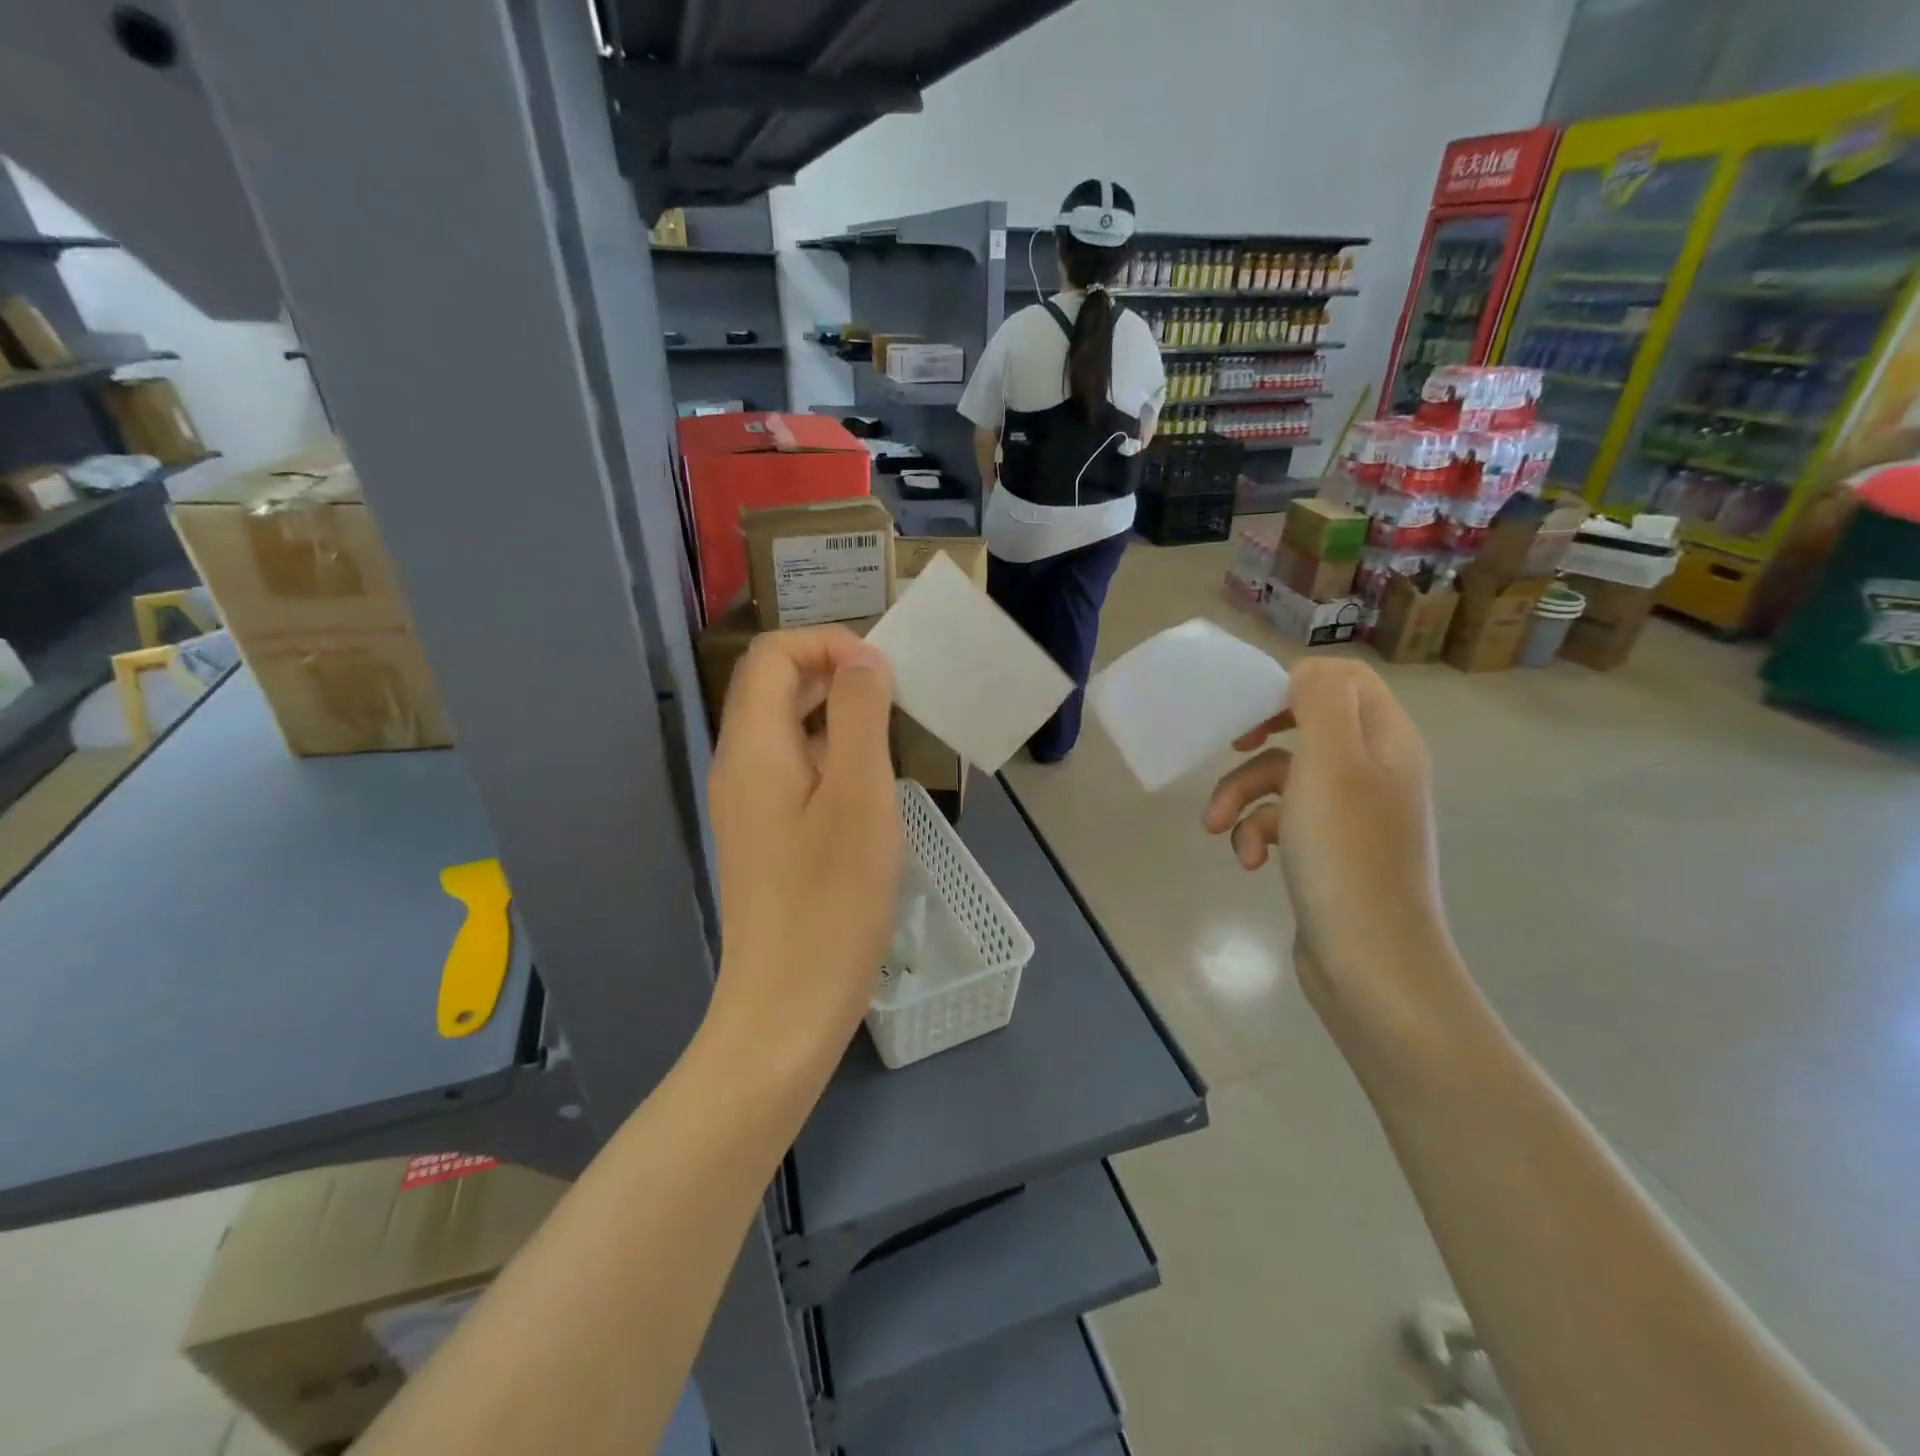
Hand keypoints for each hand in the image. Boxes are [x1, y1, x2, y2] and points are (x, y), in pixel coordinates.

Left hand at [706, 627, 901, 1076]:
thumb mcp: (860, 795)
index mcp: (753, 746)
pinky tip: (868, 787)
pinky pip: (792, 769)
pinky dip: (829, 755)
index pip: (773, 655)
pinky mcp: (763, 834)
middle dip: (833, 672)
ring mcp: (747, 803)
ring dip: (834, 715)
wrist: (788, 1004)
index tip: (883, 673)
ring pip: (784, 729)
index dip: (827, 643)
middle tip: (893, 696)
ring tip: (889, 736)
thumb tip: (862, 659)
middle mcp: (739, 765)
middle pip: (773, 687)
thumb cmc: (832, 899)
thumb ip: (859, 715)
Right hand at [1203, 658, 1464, 1050]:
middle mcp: (1375, 771)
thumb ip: (1320, 701)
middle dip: (1259, 743)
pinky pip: (1284, 821)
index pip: (1345, 680)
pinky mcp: (1329, 852)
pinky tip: (1249, 862)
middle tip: (1231, 747)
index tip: (1251, 710)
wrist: (1370, 964)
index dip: (1293, 684)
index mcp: (1386, 742)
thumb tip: (1304, 672)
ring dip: (1243, 796)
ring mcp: (1353, 815)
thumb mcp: (1331, 763)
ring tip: (1219, 828)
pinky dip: (1258, 834)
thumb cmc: (1347, 856)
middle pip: (1309, 726)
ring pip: (1285, 778)